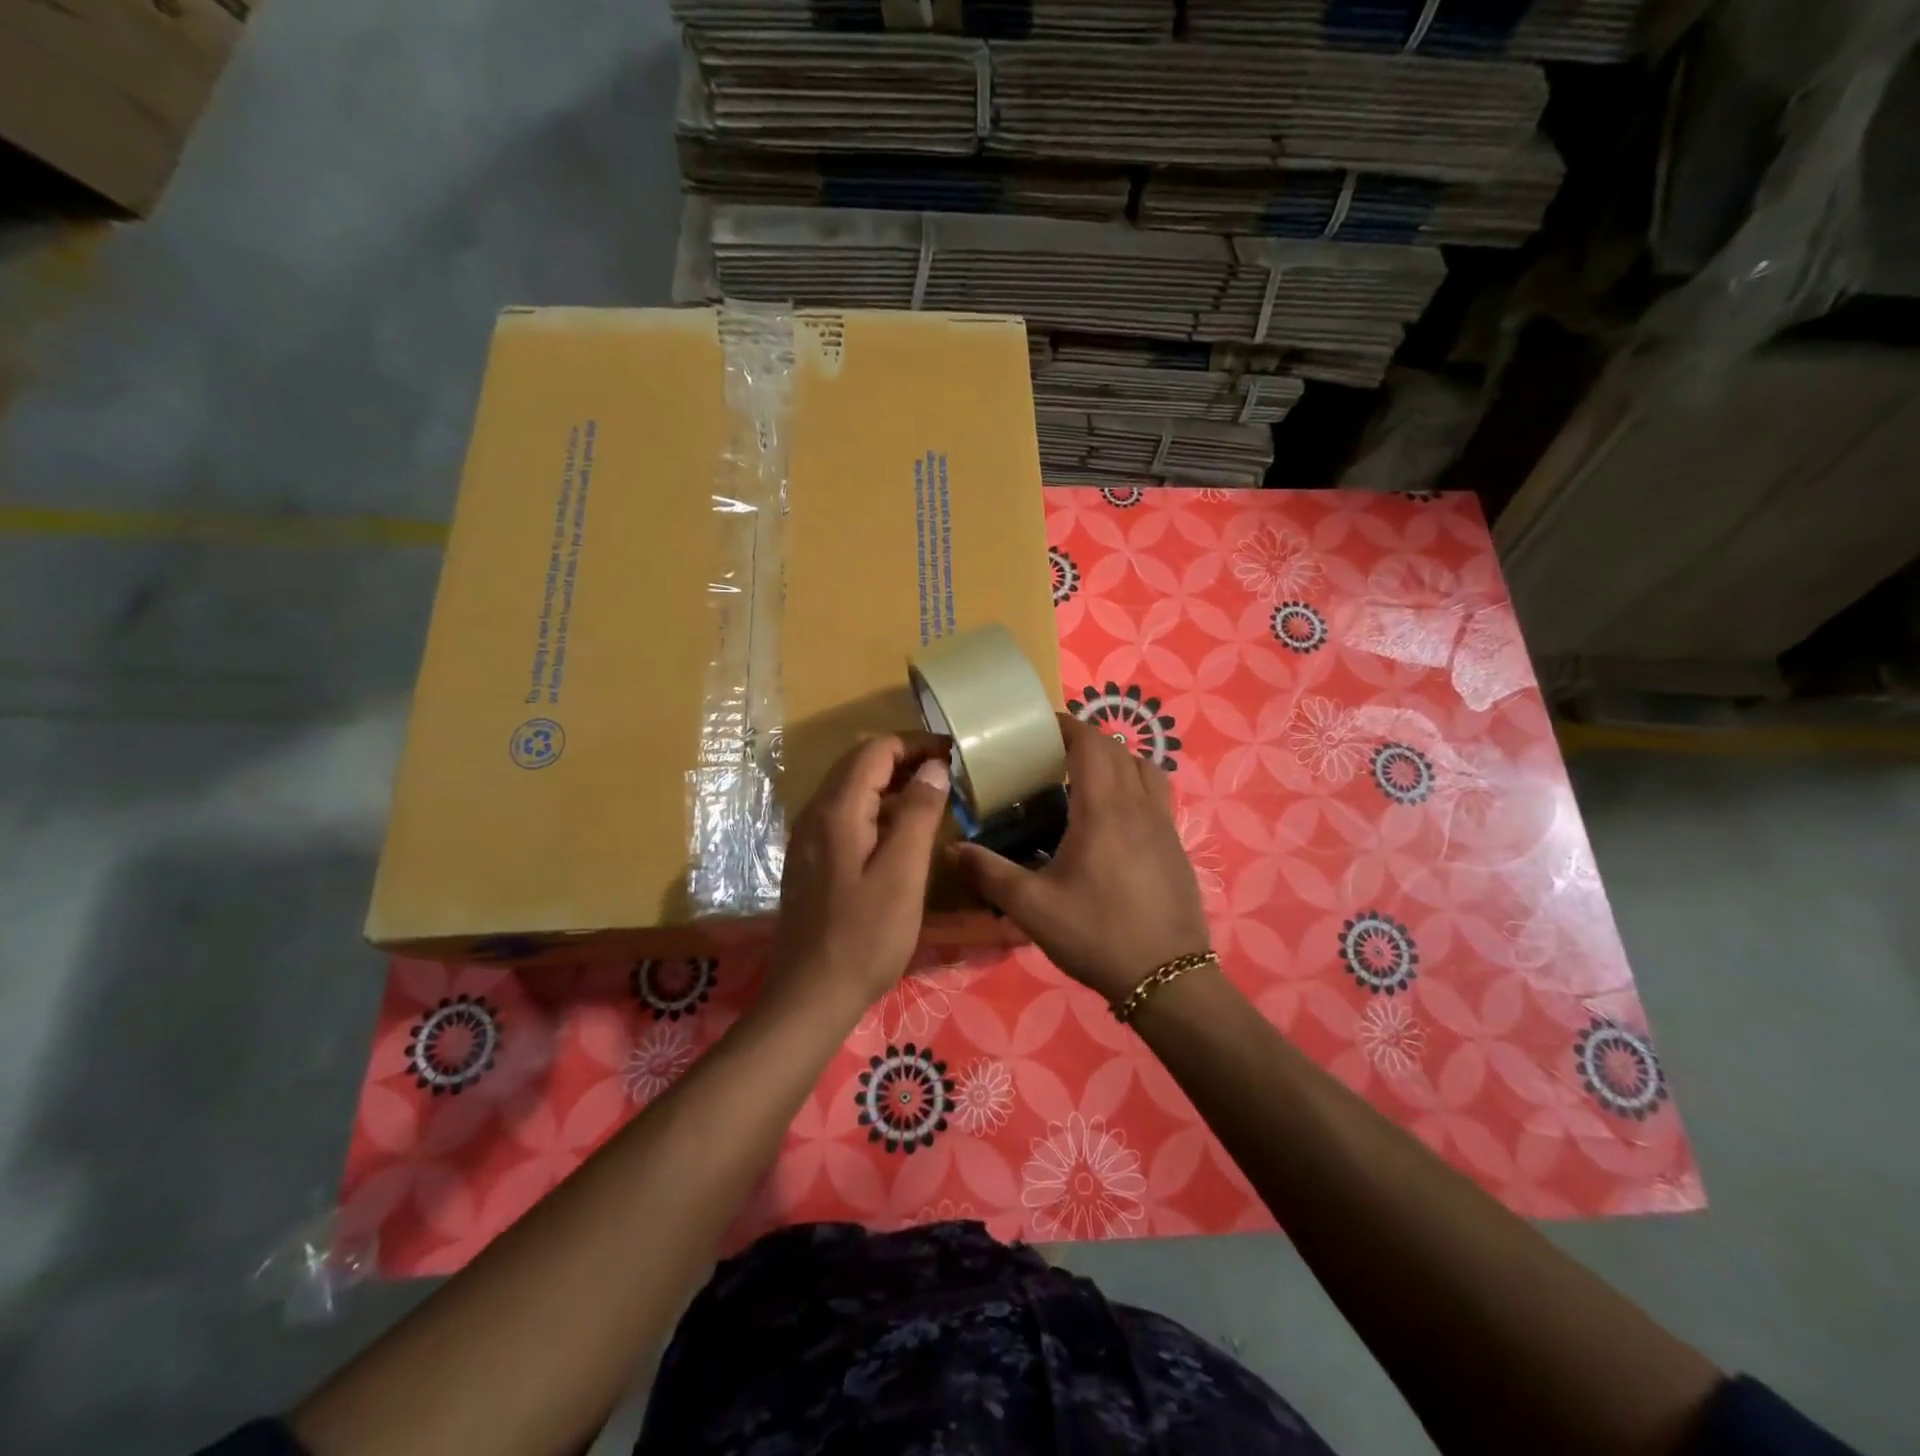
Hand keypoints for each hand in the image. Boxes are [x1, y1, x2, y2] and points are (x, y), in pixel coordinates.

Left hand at [770, 733, 953, 1015]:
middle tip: (947, 770)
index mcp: (837, 810)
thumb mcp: (903, 873)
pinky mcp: (810, 860)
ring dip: (889, 783)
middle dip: (903, 758)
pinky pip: (844, 815)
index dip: (915, 743)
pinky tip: (900, 831)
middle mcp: (815, 814)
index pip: (875, 750)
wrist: (811, 994)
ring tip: (932, 795)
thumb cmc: (865, 936)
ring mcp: (808, 838)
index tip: (953, 752)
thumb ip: (918, 813)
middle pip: (859, 764)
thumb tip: (933, 766)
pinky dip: (875, 808)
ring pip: (850, 790)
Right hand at [953, 715, 1209, 1003]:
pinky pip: (1157, 794)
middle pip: (1117, 750)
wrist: (1167, 977)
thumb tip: (953, 850)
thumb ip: (990, 873)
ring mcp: (1164, 824)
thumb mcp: (1032, 908)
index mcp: (1103, 809)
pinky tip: (1114, 819)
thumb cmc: (1097, 934)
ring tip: (1086, 778)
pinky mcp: (1176, 844)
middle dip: (1085, 740)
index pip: (1090, 744)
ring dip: (1116, 759)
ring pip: (1145, 768)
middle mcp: (1138, 805)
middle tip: (1051, 754)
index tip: (1039, 728)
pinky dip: (1134, 785)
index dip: (1066, 726)